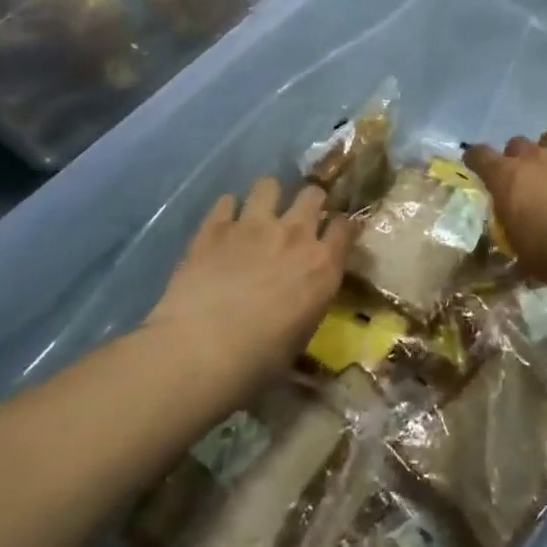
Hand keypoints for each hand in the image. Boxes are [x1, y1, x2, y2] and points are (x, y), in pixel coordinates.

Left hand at [142, 179, 353, 406]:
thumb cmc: (260, 360)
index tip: (336, 232)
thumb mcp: (302, 334)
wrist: (201, 352)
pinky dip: (228, 209)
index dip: (341, 227)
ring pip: (269, 185)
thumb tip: (302, 300)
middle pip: (313, 195)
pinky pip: (226, 201)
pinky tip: (224, 224)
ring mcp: (253, 226)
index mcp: (323, 265)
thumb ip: (308, 303)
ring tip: (260, 212)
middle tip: (300, 217)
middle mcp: (295, 235)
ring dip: (268, 196)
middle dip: (310, 202)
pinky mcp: (214, 228)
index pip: (345, 227)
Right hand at [465, 127, 546, 286]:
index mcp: (505, 178)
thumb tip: (517, 264)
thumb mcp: (523, 256)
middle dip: (518, 157)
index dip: (476, 158)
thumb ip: (518, 247)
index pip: (480, 156)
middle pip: (517, 143)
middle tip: (525, 178)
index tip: (476, 163)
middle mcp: (532, 157)